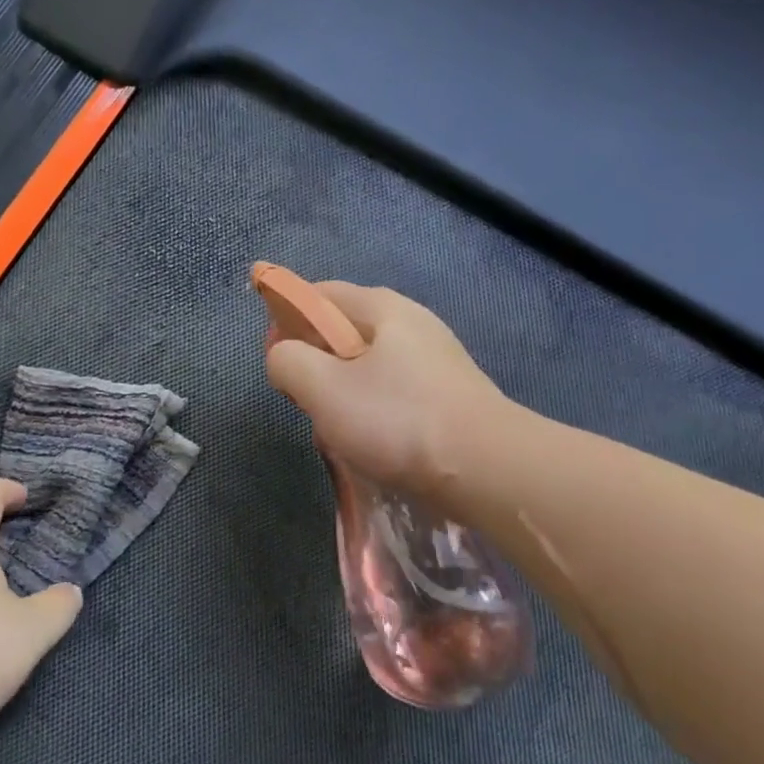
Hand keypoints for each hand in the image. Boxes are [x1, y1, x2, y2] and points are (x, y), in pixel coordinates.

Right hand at [265, 281, 509, 500]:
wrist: (489, 469)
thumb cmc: (398, 420)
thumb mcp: (324, 388)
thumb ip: (287, 361)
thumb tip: (282, 356)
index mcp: (381, 306)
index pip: (318, 294)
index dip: (285, 316)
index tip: (273, 356)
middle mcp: (411, 321)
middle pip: (343, 328)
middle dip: (314, 357)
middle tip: (302, 396)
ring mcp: (435, 357)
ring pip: (367, 362)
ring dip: (341, 387)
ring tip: (335, 425)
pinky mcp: (448, 392)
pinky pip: (393, 387)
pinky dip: (371, 405)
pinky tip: (372, 438)